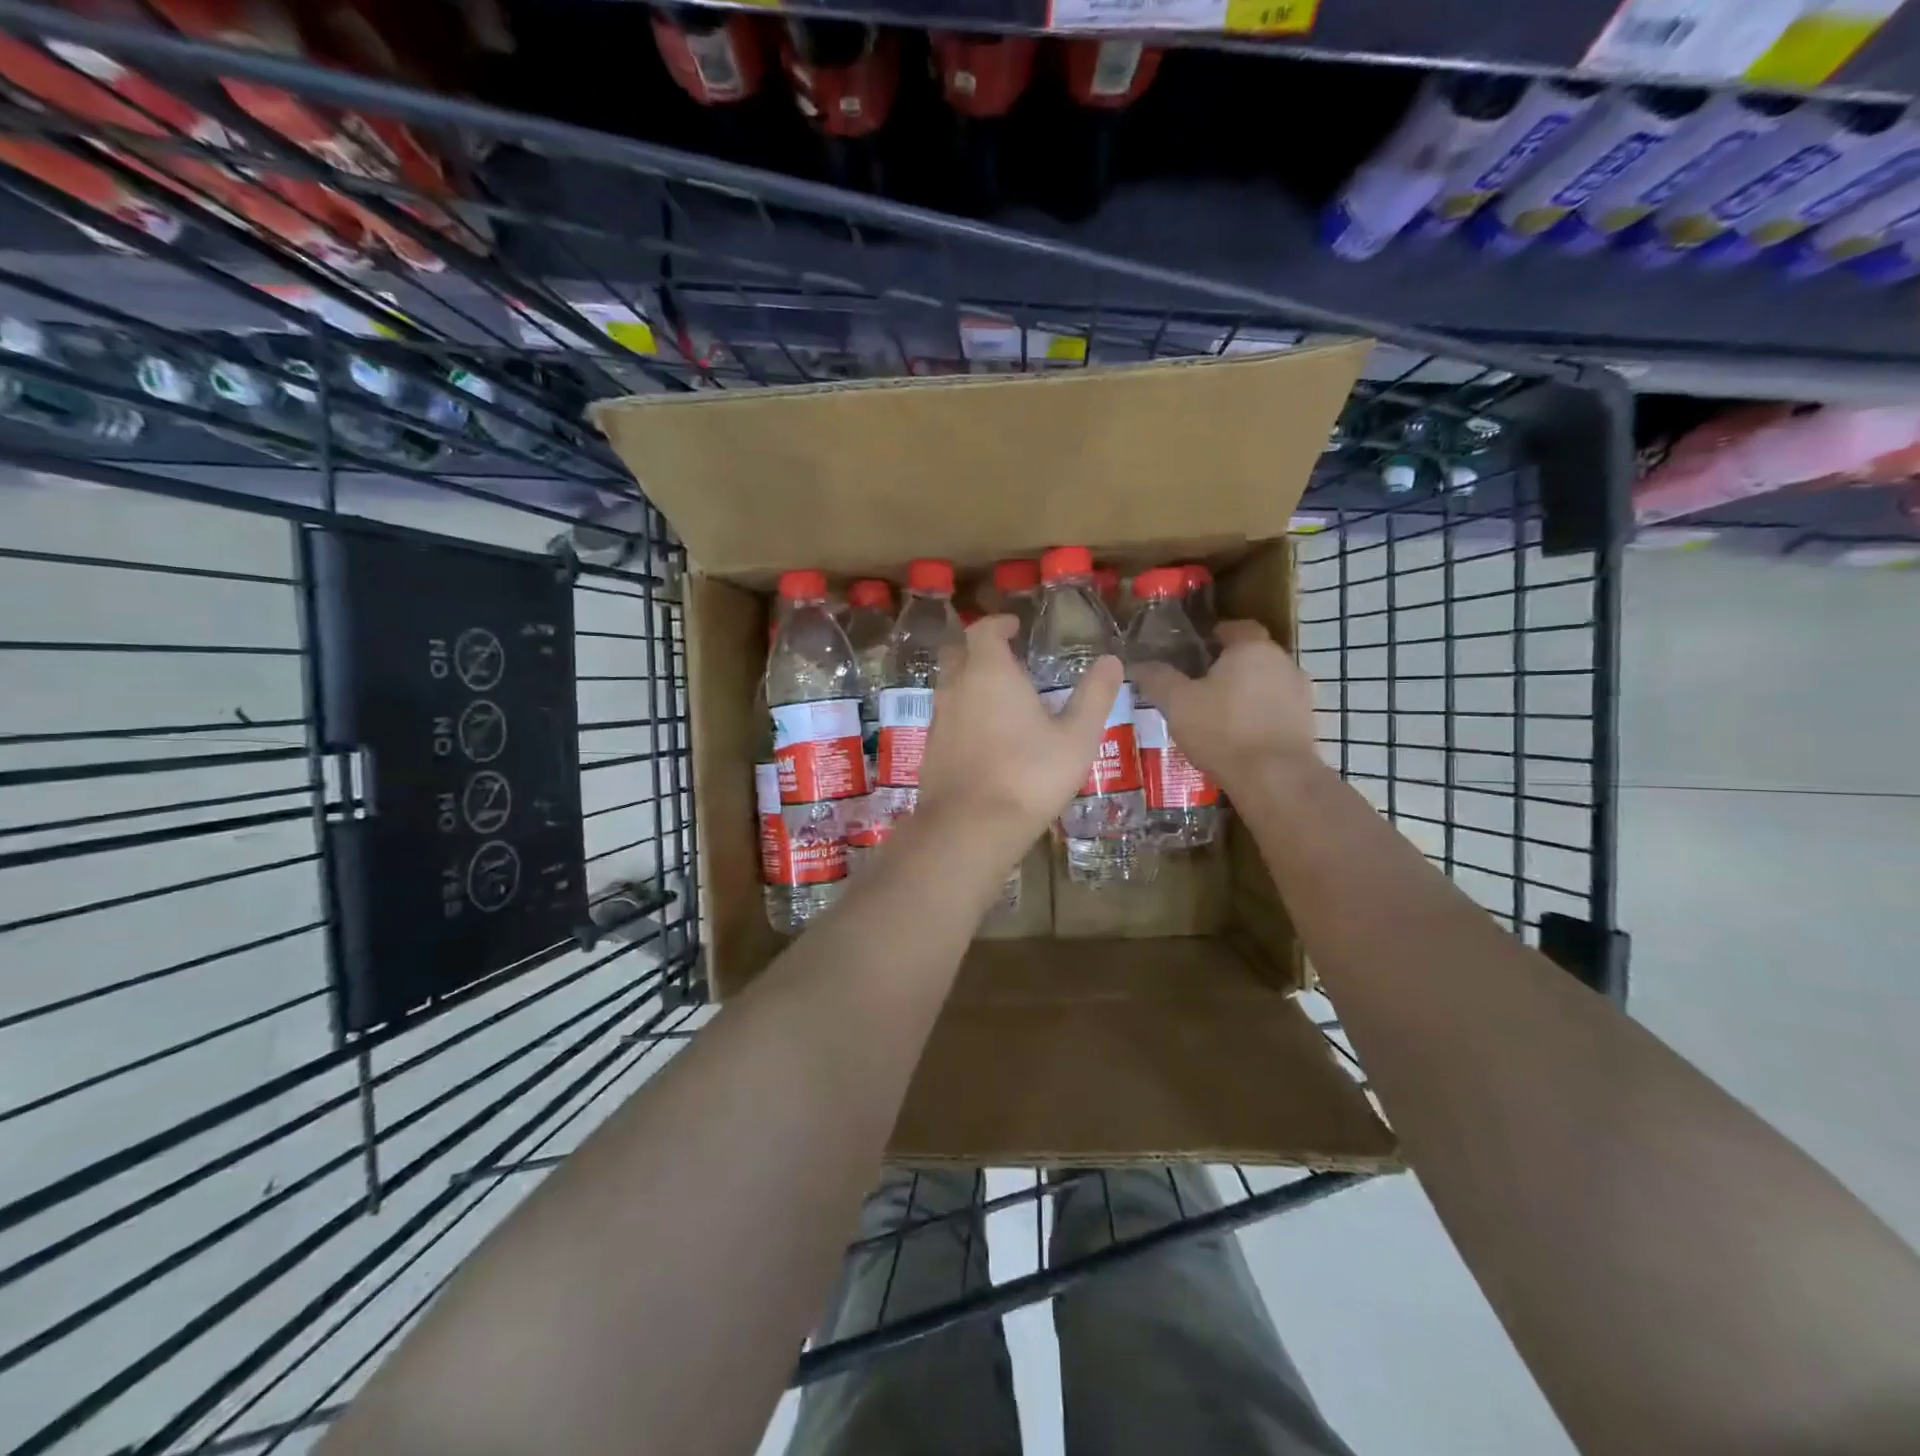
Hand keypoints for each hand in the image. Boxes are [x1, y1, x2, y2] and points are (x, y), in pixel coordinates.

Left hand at [914, 615, 1121, 851]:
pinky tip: (984, 738)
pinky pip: (946, 718)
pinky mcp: (931, 750)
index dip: (998, 624)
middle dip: (979, 650)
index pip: (984, 630)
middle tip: (1006, 659)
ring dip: (970, 684)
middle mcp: (956, 688)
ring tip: (1000, 700)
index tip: (1014, 627)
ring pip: (949, 687)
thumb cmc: (1030, 775)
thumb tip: (1111, 660)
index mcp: (990, 673)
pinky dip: (963, 716)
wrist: (971, 827)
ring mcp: (939, 720)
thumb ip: (1094, 696)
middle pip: (959, 654)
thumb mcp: (1076, 737)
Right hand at [1130, 620, 1317, 790]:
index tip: (1196, 649)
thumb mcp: (1177, 703)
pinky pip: (1276, 711)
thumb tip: (1138, 664)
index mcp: (1252, 648)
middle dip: (1229, 666)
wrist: (1275, 779)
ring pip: (1266, 684)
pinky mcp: (1307, 724)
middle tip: (1199, 684)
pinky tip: (1238, 737)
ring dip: (1246, 693)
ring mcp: (1300, 694)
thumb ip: (1157, 679)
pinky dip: (1259, 717)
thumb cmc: (1222, 730)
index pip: (1236, 627)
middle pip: (1253, 656)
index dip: (1215, 635)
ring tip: (1217, 714)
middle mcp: (1283, 662)